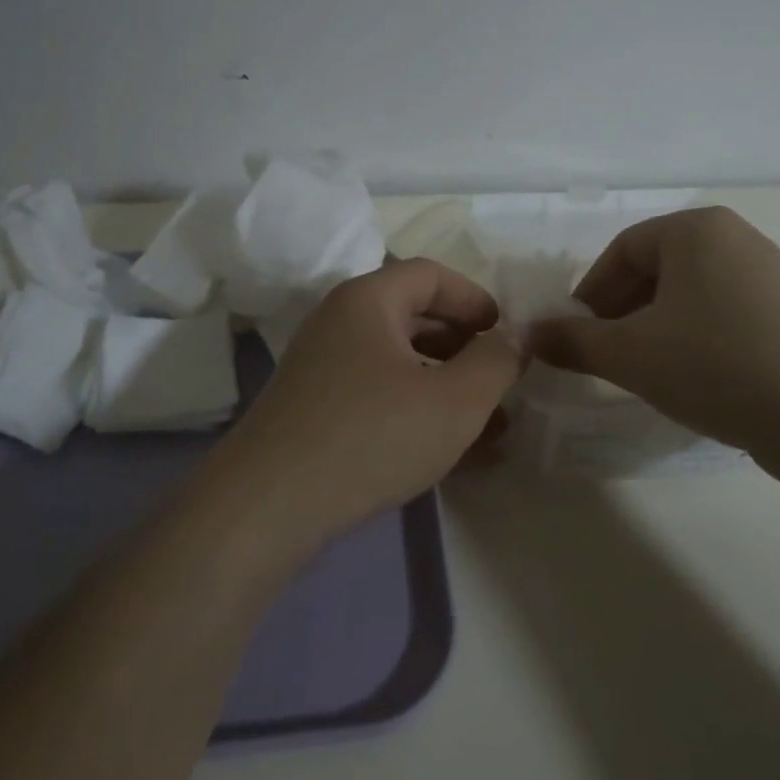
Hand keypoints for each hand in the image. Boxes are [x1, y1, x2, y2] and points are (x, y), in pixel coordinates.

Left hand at [211, 259, 523, 546]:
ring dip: (444, 385)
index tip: (505, 334)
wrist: (267, 505)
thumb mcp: (454, 400)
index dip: (474, 298)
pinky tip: (444, 449)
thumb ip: (495, 362)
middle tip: (499, 381)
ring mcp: (321, 366)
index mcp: (368, 300)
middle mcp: (339, 322)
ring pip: (398, 362)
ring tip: (487, 427)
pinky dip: (414, 409)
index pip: (430, 275)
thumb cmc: (371, 436)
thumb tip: (511, 339)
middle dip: (465, 347)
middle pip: (414, 316)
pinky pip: (376, 393)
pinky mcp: (313, 408)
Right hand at [527, 207, 779, 484]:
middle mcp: (738, 238)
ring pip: (691, 293)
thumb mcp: (630, 354)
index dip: (590, 292)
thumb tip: (528, 335)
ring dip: (656, 326)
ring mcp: (773, 274)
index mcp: (696, 229)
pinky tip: (695, 377)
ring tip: (646, 369)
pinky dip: (697, 337)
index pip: (622, 251)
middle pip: (657, 269)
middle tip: (605, 353)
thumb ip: (573, 341)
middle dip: (622, 311)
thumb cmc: (715, 365)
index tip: (575, 333)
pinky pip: (726, 312)